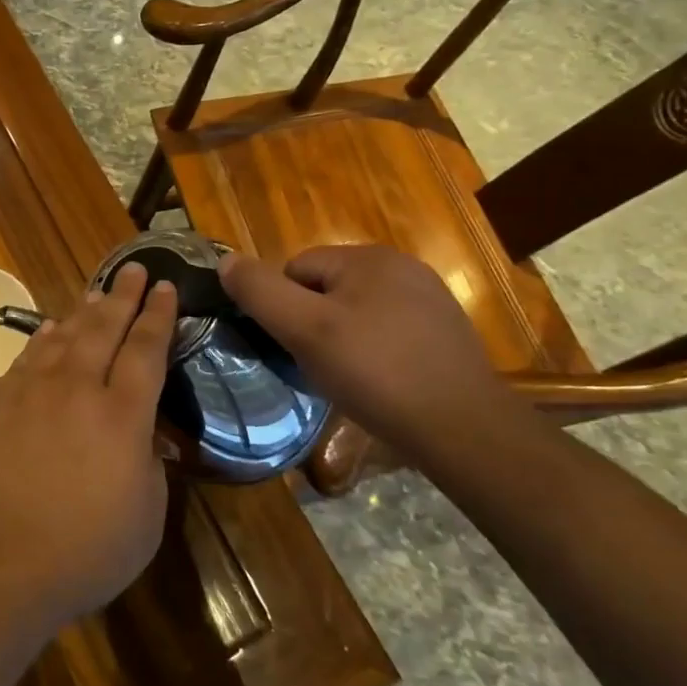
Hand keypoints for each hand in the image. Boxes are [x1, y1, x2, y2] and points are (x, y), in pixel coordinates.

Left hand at [0, 263, 177, 635]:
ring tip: (97, 292)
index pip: (147, 350)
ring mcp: (29, 393)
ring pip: (62, 336)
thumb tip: (142, 438)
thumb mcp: (144, 519)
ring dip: (84, 311)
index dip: (159, 316)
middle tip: (136, 269)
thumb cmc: (80, 554)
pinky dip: (43, 339)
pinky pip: (26, 358)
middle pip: (103, 328)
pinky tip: (49, 331)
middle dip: (124, 296)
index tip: (167, 287)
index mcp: (121, 415)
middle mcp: (76, 389)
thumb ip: (149, 467)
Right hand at [218, 245, 514, 456]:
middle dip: (312, 321)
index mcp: (369, 257)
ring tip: (347, 376)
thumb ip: (260, 292)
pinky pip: (386, 329)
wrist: (462, 428)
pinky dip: (373, 350)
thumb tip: (225, 261)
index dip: (283, 308)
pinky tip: (379, 381)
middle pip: (325, 287)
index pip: (295, 267)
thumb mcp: (305, 330)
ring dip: (341, 337)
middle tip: (317, 364)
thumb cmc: (375, 372)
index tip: (293, 346)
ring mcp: (428, 299)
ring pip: (355, 310)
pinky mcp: (443, 331)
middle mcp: (402, 266)